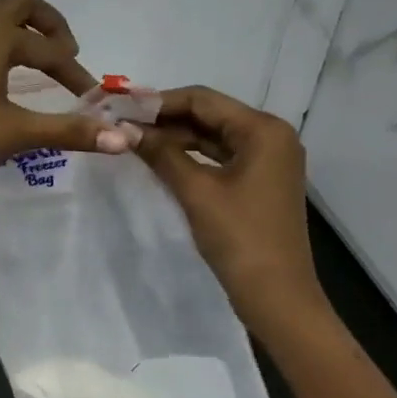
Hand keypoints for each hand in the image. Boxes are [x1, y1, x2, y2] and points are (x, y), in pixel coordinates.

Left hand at [0, 0, 134, 198]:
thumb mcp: (19, 133)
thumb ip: (72, 131)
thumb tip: (126, 138)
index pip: (47, 48)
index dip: (74, 70)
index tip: (90, 96)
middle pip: (17, 4)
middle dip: (47, 23)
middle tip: (65, 52)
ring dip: (15, 26)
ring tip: (32, 56)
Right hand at [134, 86, 322, 330]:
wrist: (277, 298)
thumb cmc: (239, 238)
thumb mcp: (195, 191)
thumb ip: (160, 152)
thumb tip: (123, 128)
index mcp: (263, 129)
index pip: (202, 99)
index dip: (158, 101)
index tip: (120, 107)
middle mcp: (271, 135)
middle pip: (209, 113)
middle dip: (165, 118)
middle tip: (122, 122)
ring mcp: (268, 159)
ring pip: (213, 134)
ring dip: (176, 136)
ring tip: (134, 139)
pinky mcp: (260, 180)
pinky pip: (220, 155)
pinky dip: (191, 154)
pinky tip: (160, 158)